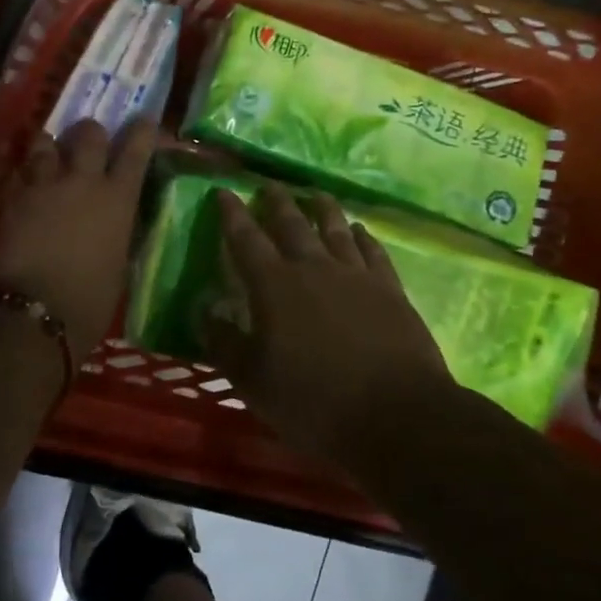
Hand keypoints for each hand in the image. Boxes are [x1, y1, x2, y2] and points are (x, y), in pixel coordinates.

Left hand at [0, 119, 159, 357]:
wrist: (38, 311)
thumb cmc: (91, 299)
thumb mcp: (119, 261)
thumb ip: (118, 229)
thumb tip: (116, 217)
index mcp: (118, 198)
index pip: (136, 150)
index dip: (141, 131)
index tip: (143, 120)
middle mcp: (83, 181)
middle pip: (88, 133)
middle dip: (90, 133)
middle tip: (87, 142)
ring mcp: (45, 184)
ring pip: (45, 142)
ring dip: (49, 146)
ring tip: (48, 155)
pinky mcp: (13, 196)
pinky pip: (17, 170)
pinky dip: (22, 171)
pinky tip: (22, 181)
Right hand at [208, 185, 453, 464]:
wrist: (397, 416)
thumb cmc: (314, 402)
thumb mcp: (253, 381)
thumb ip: (225, 343)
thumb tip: (203, 311)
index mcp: (274, 286)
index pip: (245, 240)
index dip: (232, 215)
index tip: (223, 192)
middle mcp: (314, 269)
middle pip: (292, 224)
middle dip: (277, 202)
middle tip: (269, 184)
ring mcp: (356, 276)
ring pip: (336, 230)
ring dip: (323, 209)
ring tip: (316, 194)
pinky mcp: (390, 291)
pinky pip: (374, 252)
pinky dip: (364, 237)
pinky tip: (361, 231)